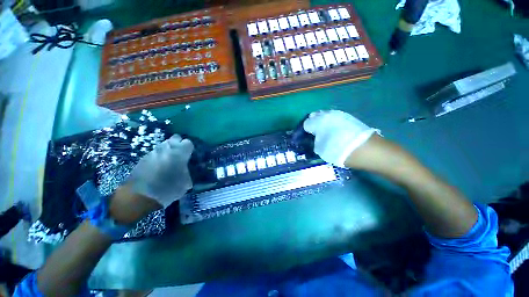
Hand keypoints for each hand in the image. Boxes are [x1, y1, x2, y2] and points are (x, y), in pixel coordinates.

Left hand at [125, 134, 193, 207]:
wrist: (140, 196)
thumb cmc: (168, 188)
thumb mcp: (186, 183)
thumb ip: (188, 172)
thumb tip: (187, 171)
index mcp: (180, 152)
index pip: (188, 142)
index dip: (189, 148)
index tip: (190, 155)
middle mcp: (166, 148)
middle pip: (175, 138)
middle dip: (178, 144)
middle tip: (180, 155)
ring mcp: (153, 152)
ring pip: (164, 145)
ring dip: (168, 150)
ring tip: (169, 162)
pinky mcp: (142, 158)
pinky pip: (154, 153)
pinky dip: (158, 157)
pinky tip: (158, 168)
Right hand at [303, 110, 378, 167]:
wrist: (368, 150)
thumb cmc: (339, 150)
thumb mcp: (321, 150)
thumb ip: (314, 141)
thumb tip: (315, 138)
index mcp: (318, 121)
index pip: (306, 123)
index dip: (303, 130)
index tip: (304, 137)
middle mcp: (328, 114)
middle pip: (315, 117)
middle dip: (312, 124)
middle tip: (311, 134)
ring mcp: (340, 115)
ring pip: (325, 116)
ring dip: (321, 123)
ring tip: (322, 133)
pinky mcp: (349, 117)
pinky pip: (335, 118)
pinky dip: (330, 123)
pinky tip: (332, 131)